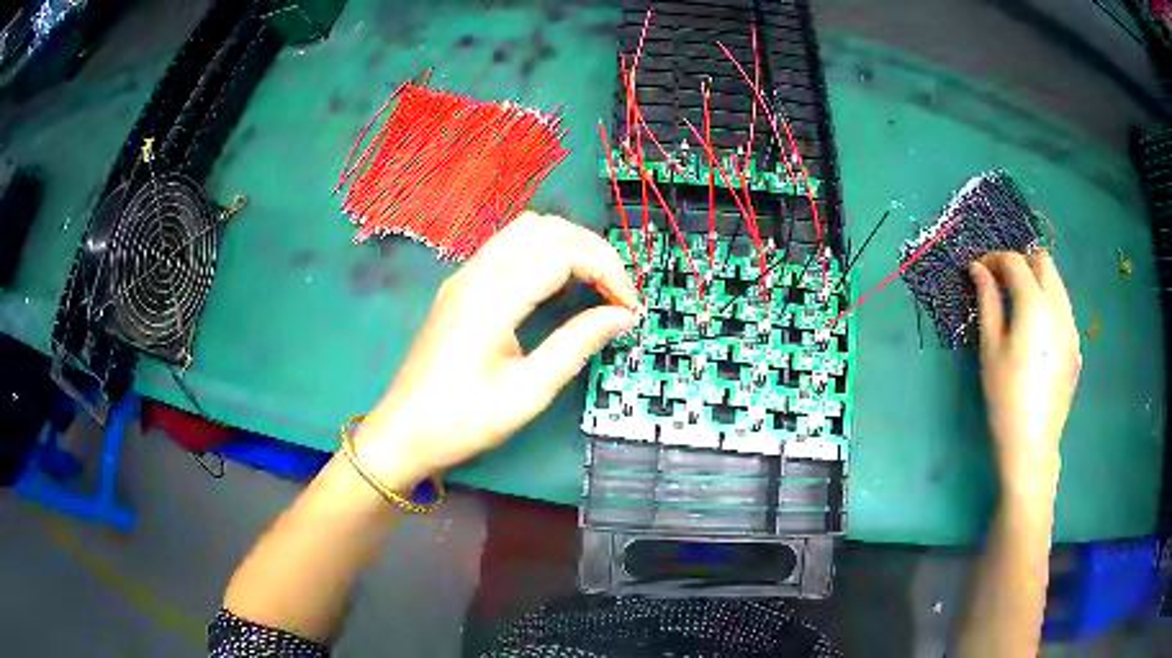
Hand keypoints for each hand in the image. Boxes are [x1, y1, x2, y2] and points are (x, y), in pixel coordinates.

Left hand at [352, 212, 638, 488]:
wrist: (403, 432)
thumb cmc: (463, 421)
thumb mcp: (527, 392)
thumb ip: (576, 345)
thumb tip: (622, 317)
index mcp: (491, 298)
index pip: (563, 254)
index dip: (607, 273)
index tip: (630, 309)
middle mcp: (476, 273)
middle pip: (547, 228)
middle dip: (593, 251)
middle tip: (619, 293)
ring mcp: (464, 275)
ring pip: (527, 230)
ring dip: (568, 245)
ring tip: (596, 284)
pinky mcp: (460, 285)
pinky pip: (509, 247)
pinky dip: (544, 252)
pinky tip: (558, 286)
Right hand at [969, 250, 1080, 499]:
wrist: (1032, 443)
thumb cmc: (1005, 396)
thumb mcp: (990, 348)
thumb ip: (987, 302)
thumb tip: (978, 269)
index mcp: (1034, 304)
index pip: (1015, 261)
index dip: (994, 259)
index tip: (979, 270)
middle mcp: (1058, 306)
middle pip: (1043, 261)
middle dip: (1021, 262)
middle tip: (1001, 281)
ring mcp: (1071, 325)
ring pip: (1057, 283)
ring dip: (1037, 280)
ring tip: (1017, 303)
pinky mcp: (1076, 344)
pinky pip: (1063, 308)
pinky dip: (1048, 303)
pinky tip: (1035, 330)